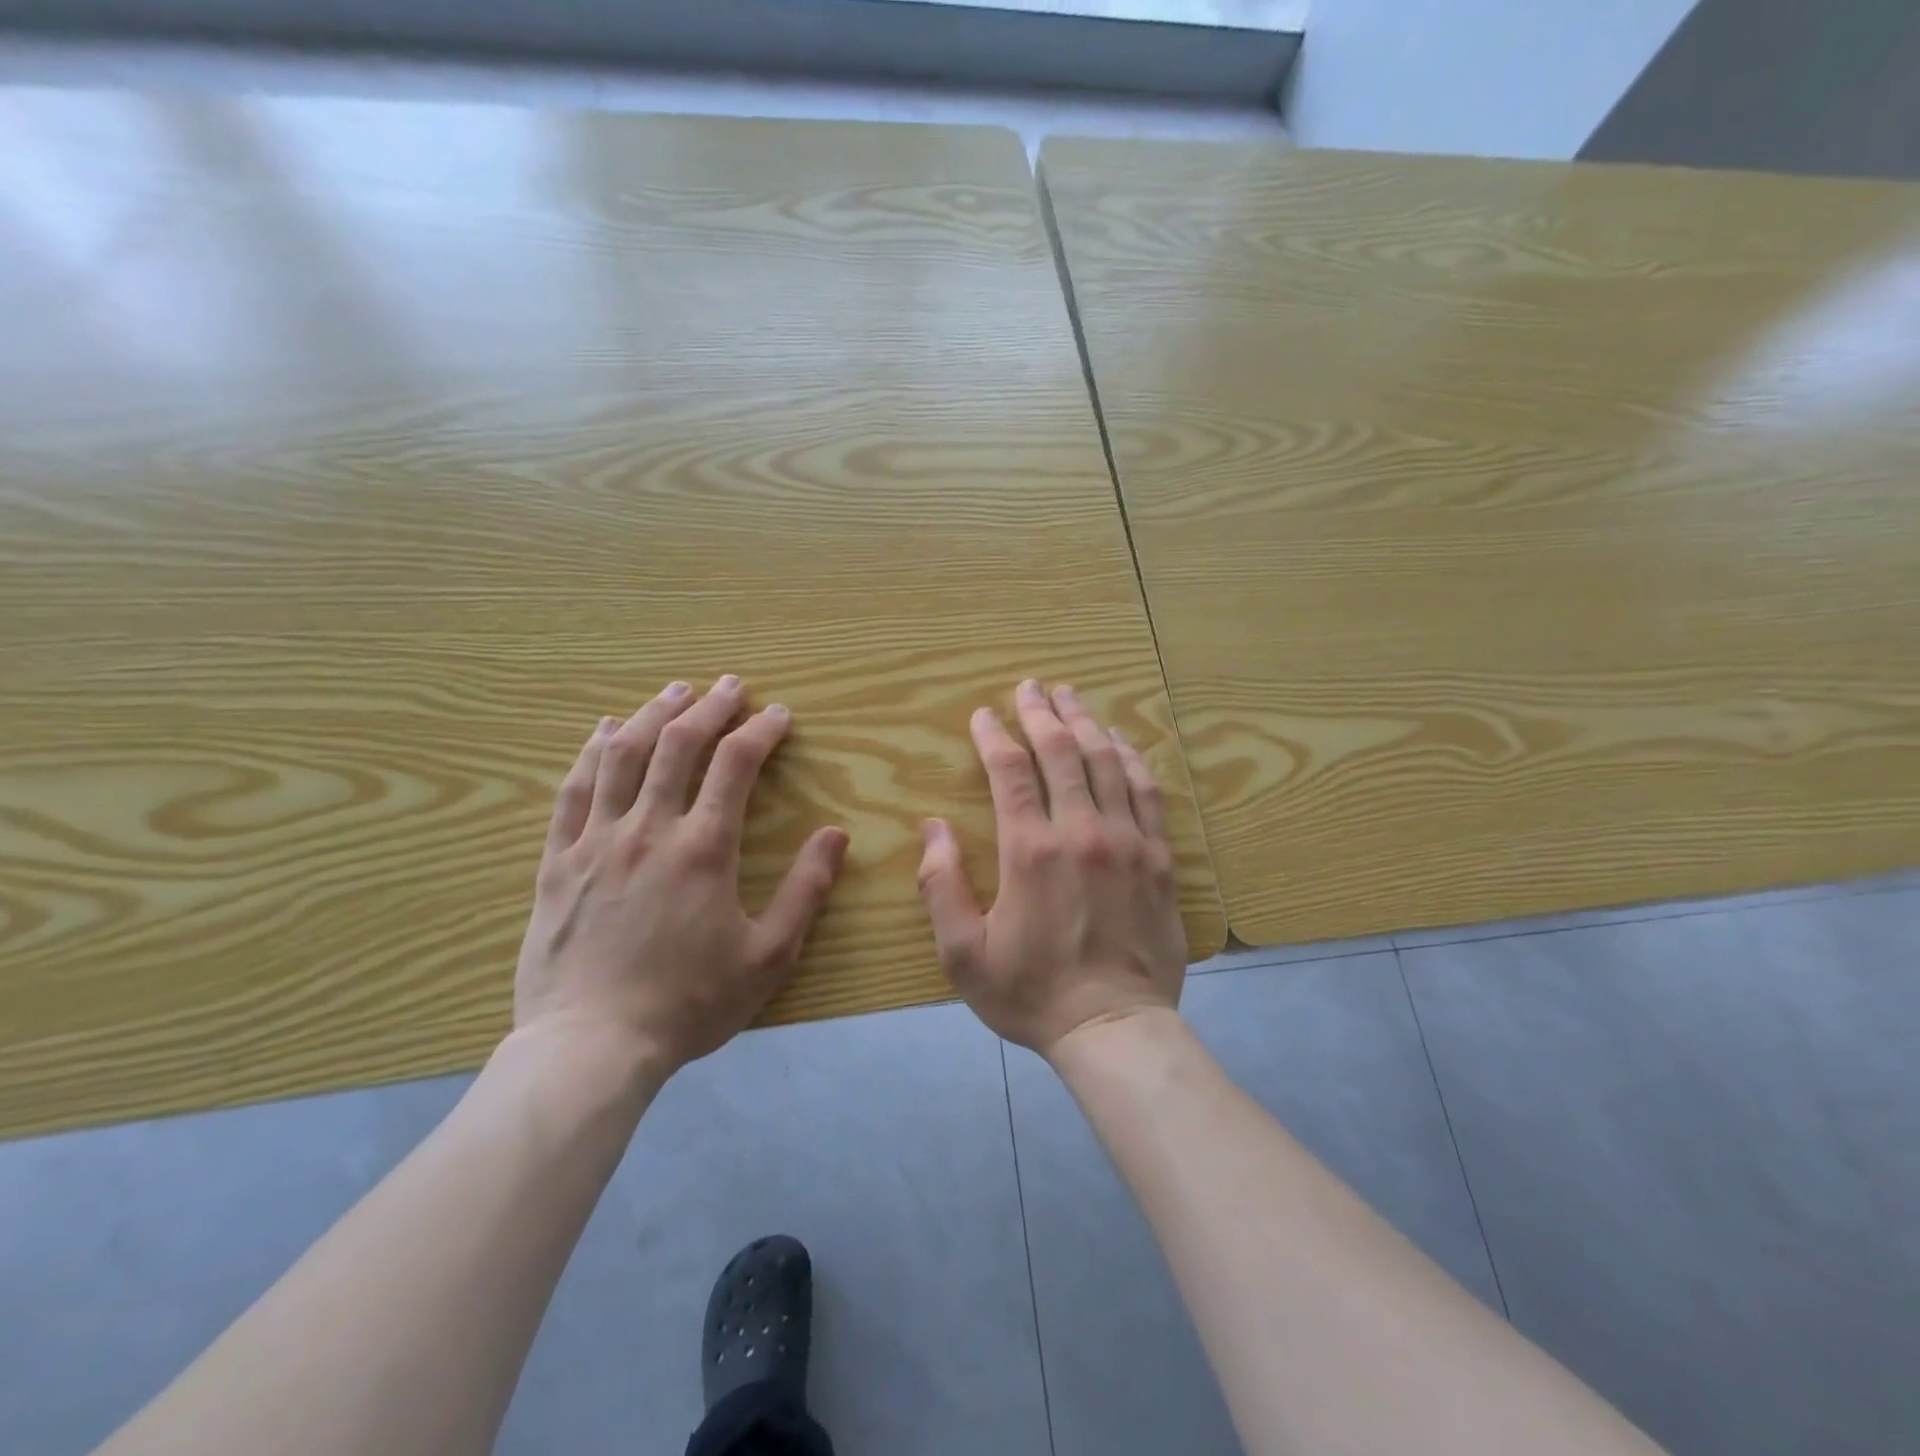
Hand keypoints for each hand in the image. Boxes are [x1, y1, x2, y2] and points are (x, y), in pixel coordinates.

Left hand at [514, 676, 848, 1075]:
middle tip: (731, 686)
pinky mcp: (558, 861)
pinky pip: (573, 791)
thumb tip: (835, 834)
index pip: (736, 764)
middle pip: (678, 745)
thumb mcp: (768, 956)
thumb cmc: (688, 1003)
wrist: (590, 1048)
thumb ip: (806, 891)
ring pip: (623, 755)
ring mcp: (596, 841)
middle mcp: (649, 829)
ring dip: (654, 714)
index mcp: (704, 849)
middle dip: (710, 707)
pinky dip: (592, 751)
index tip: (779, 714)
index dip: (761, 730)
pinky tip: (605, 730)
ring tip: (675, 690)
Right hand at [916, 679, 1185, 1057]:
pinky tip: (1121, 741)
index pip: (1011, 771)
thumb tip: (932, 827)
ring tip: (1071, 697)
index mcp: (1031, 851)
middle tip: (1031, 686)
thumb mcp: (963, 953)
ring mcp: (1127, 841)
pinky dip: (1132, 758)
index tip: (983, 714)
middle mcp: (1082, 832)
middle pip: (1061, 752)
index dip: (994, 735)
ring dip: (1085, 723)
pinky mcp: (1159, 858)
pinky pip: (1148, 792)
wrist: (1114, 1028)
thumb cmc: (1031, 993)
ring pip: (1107, 761)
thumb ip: (941, 885)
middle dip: (1041, 712)